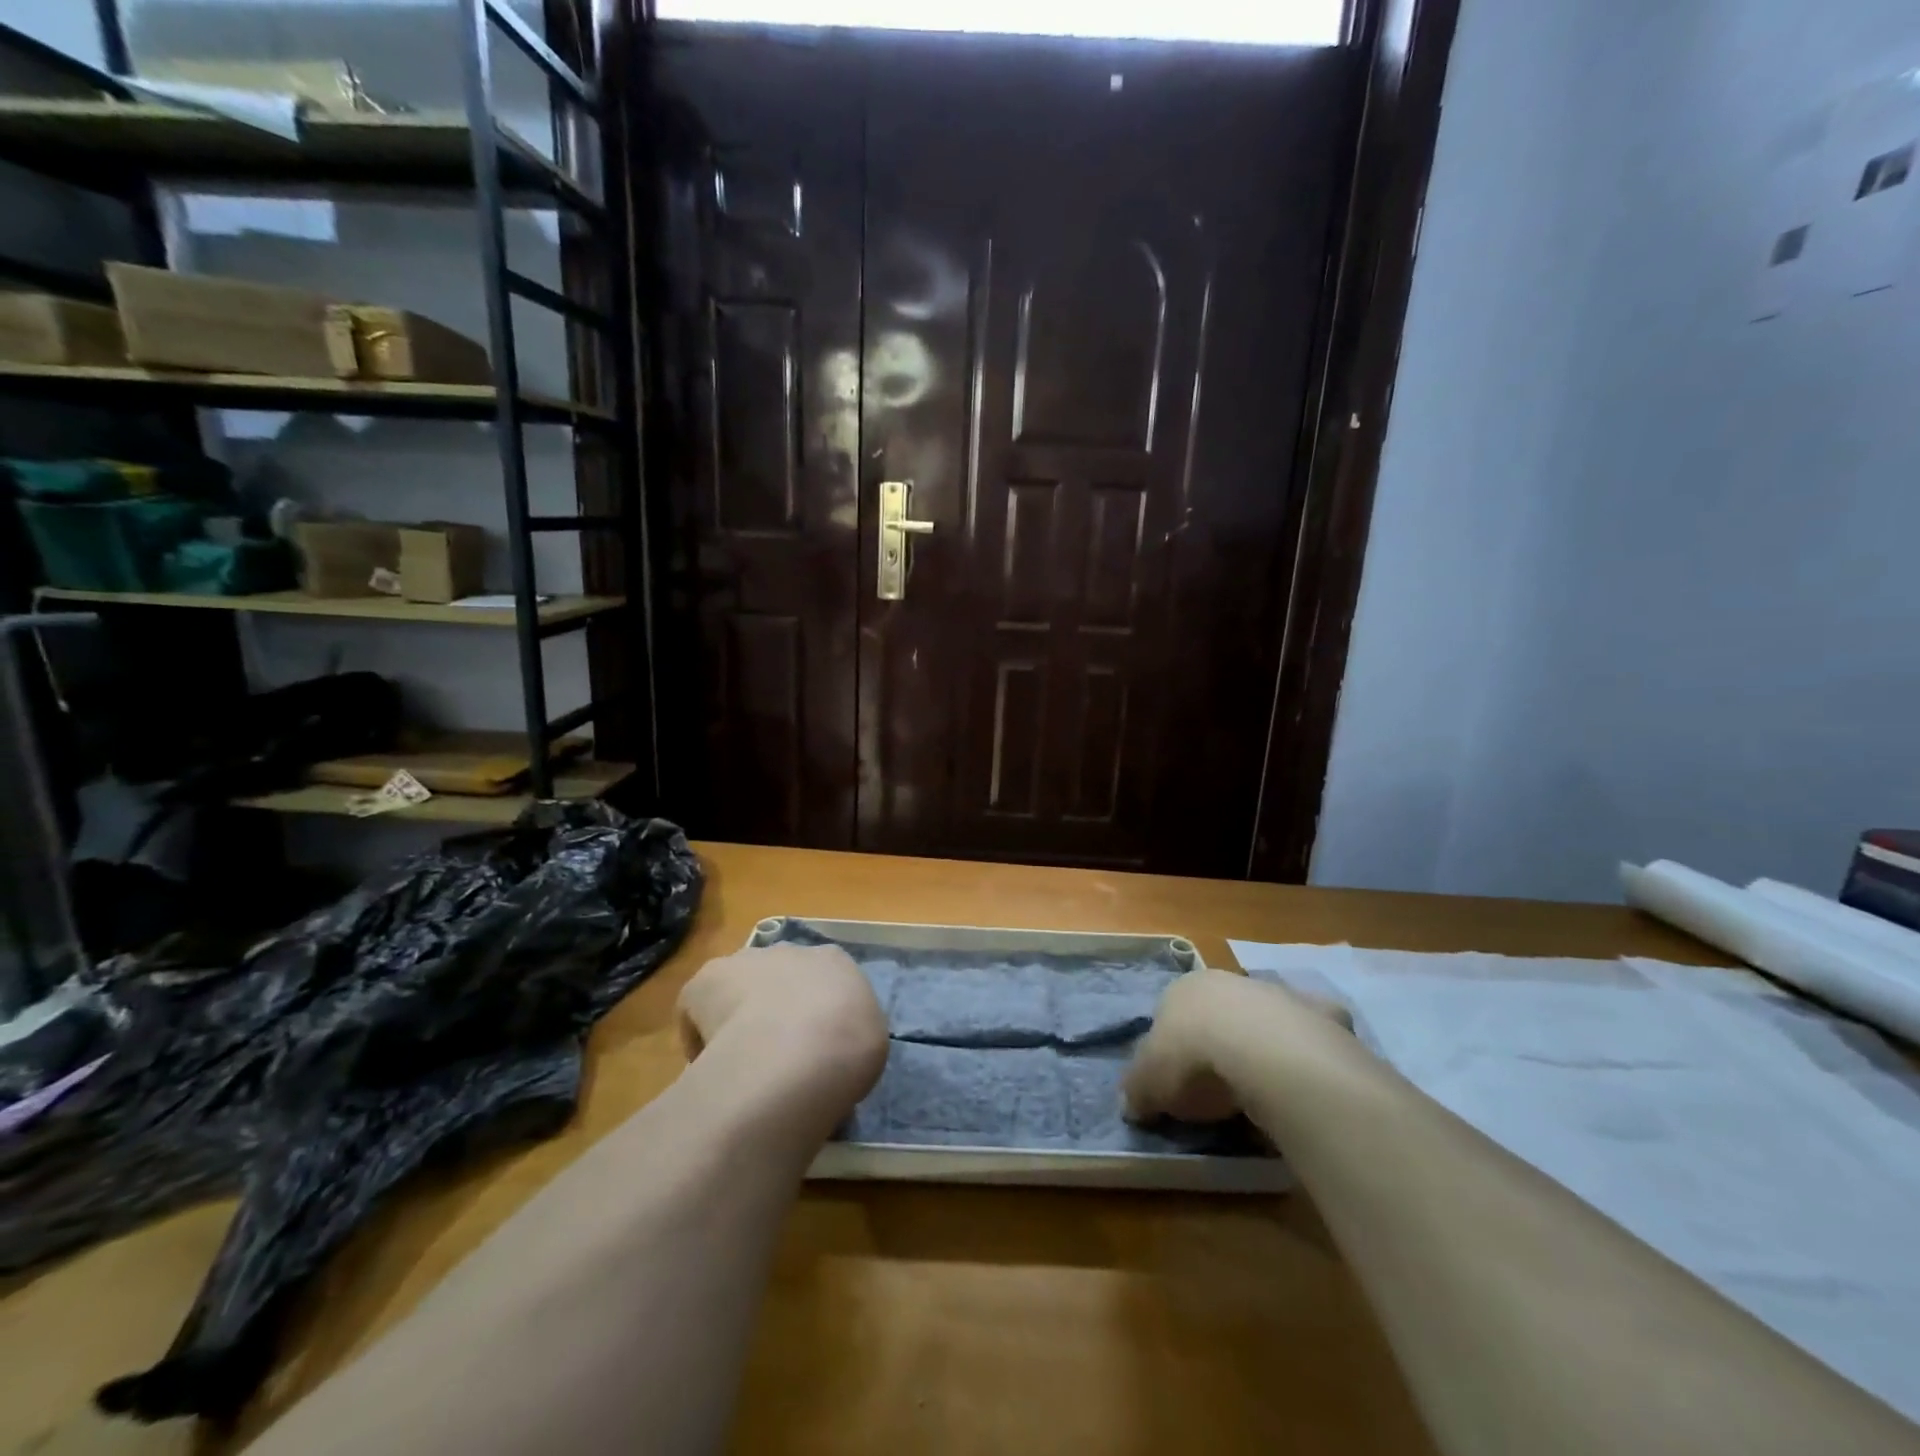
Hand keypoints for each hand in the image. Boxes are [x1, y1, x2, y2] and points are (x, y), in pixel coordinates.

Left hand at [677, 944, 888, 1134]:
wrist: (800, 1054)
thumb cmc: (848, 1049)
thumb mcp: (869, 1043)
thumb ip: (848, 1034)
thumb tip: (830, 1048)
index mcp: (834, 962)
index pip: (824, 978)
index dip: (816, 1011)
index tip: (813, 1044)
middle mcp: (791, 951)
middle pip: (779, 975)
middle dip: (775, 1005)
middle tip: (776, 1052)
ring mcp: (748, 959)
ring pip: (739, 985)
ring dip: (738, 1011)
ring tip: (739, 1060)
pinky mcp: (708, 977)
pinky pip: (698, 1005)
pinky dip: (700, 1032)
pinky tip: (709, 1064)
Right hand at [1124, 968, 1350, 1124]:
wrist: (1270, 1057)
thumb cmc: (1196, 1060)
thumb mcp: (1148, 1084)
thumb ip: (1136, 1091)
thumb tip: (1131, 1104)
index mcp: (1184, 989)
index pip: (1171, 1014)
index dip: (1172, 1049)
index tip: (1176, 1085)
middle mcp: (1230, 982)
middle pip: (1220, 1014)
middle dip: (1220, 1043)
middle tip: (1220, 1092)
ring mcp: (1280, 995)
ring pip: (1267, 1021)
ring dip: (1264, 1048)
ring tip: (1264, 1097)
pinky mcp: (1325, 1016)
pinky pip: (1314, 1038)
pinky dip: (1310, 1056)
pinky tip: (1305, 1086)